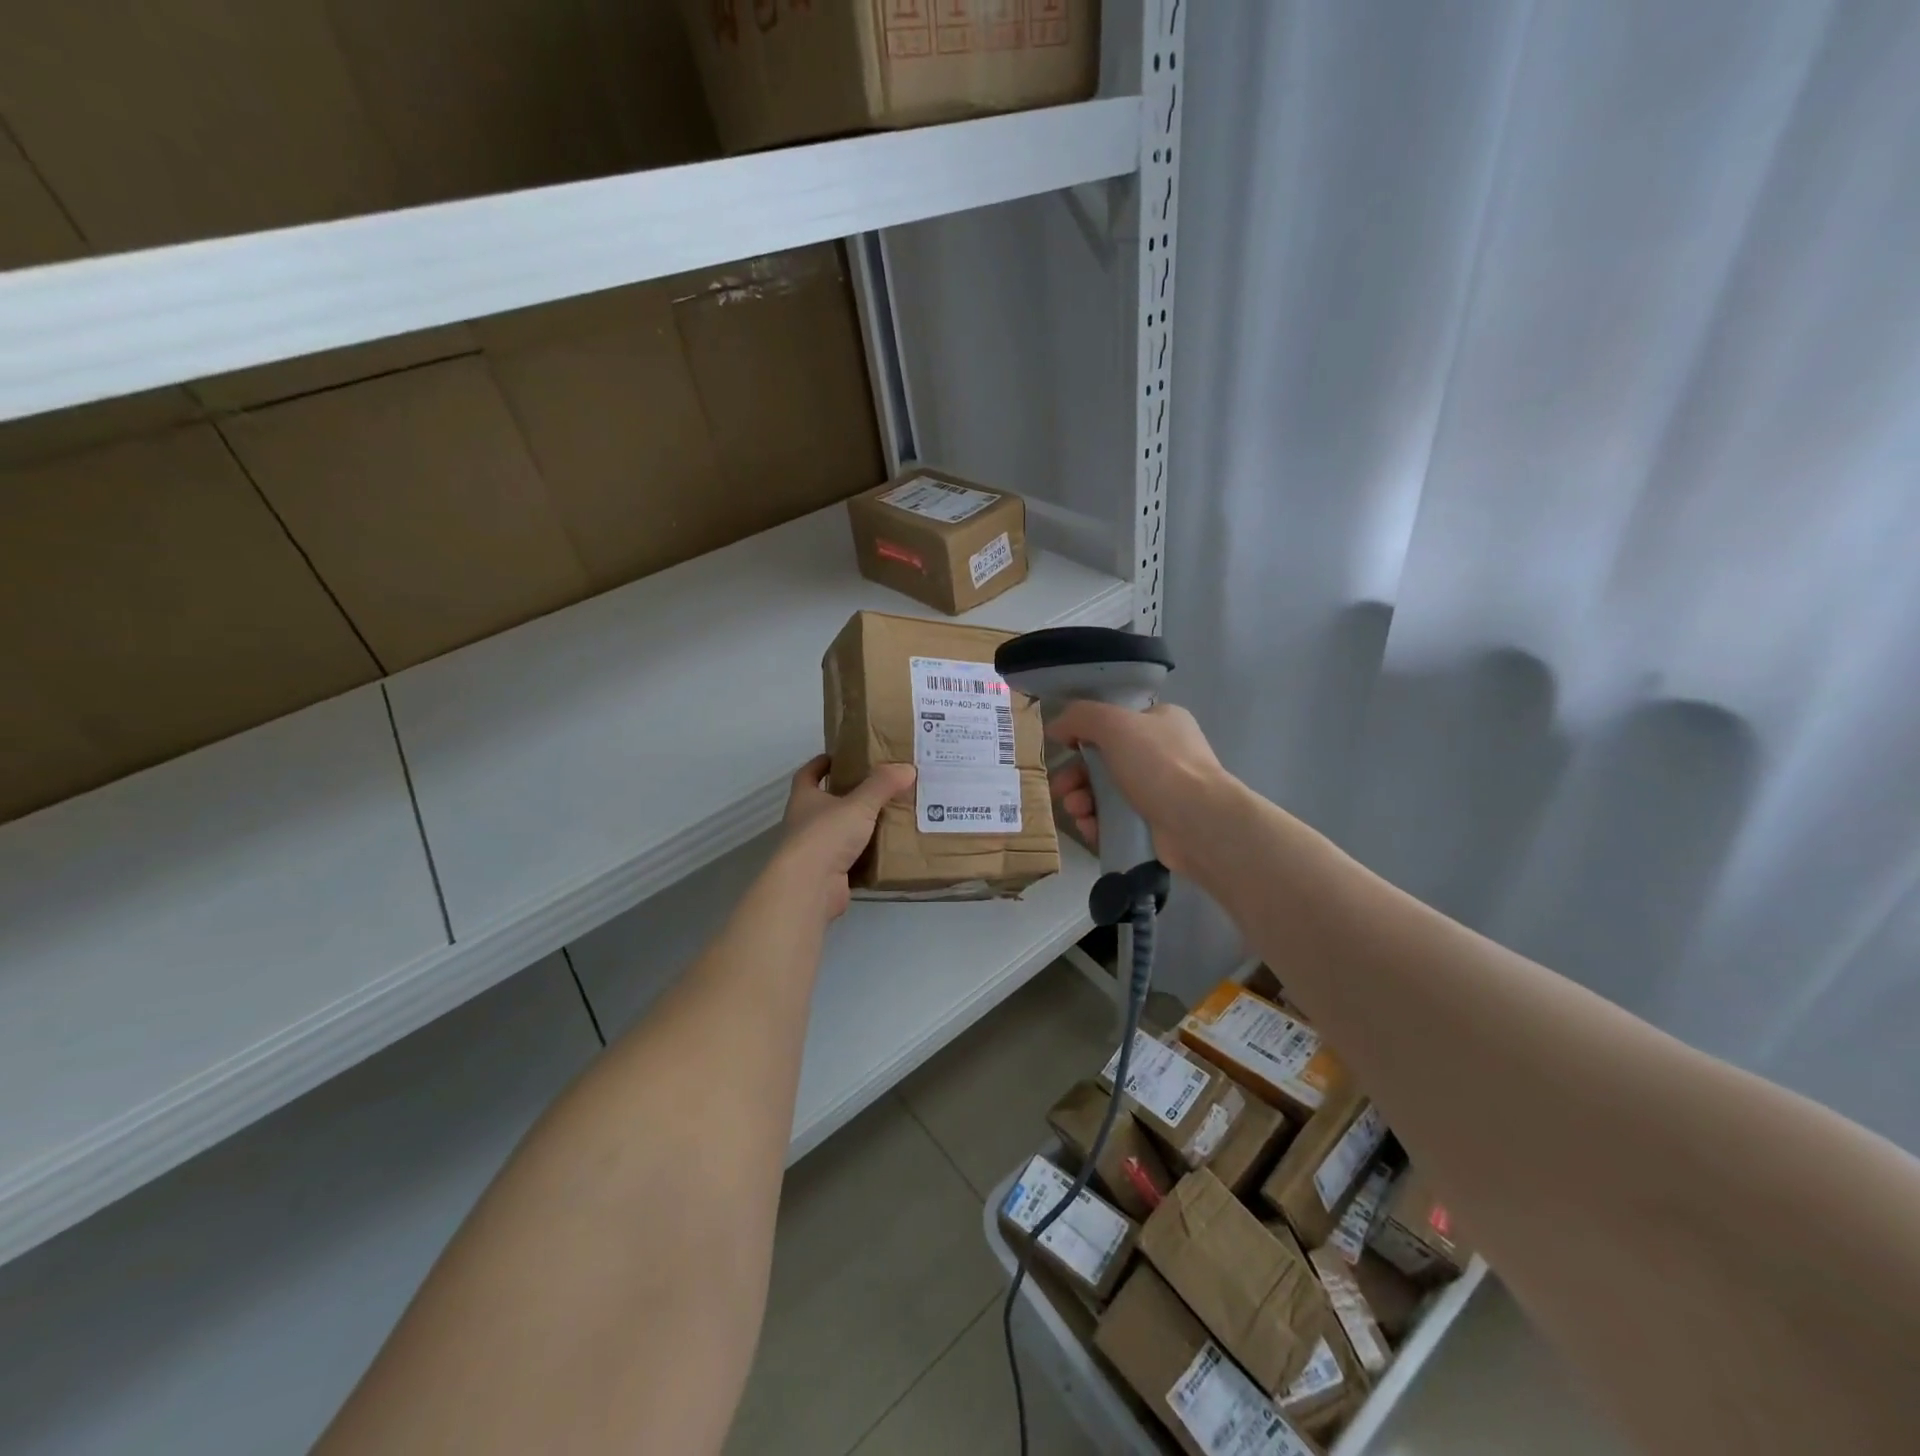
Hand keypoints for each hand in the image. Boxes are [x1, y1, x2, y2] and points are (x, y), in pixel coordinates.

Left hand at [776, 756, 916, 917]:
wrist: (809, 887)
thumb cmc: (826, 835)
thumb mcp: (858, 804)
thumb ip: (882, 785)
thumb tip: (907, 768)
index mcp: (805, 799)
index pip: (808, 774)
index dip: (821, 764)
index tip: (839, 756)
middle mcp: (805, 823)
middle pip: (826, 803)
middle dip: (849, 795)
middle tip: (880, 786)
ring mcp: (815, 851)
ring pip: (841, 833)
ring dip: (861, 826)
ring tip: (892, 816)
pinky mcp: (829, 875)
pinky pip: (852, 860)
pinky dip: (868, 855)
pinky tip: (890, 850)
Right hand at [1045, 702, 1229, 874]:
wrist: (1198, 823)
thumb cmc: (1157, 764)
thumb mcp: (1114, 724)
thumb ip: (1079, 717)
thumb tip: (1056, 727)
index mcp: (1161, 722)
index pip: (1116, 723)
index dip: (1085, 735)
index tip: (1064, 750)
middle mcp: (1164, 754)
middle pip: (1105, 762)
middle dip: (1077, 776)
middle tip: (1061, 789)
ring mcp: (1162, 792)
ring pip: (1107, 794)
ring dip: (1082, 800)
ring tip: (1076, 811)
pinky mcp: (1156, 826)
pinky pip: (1116, 821)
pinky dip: (1097, 823)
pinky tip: (1089, 827)